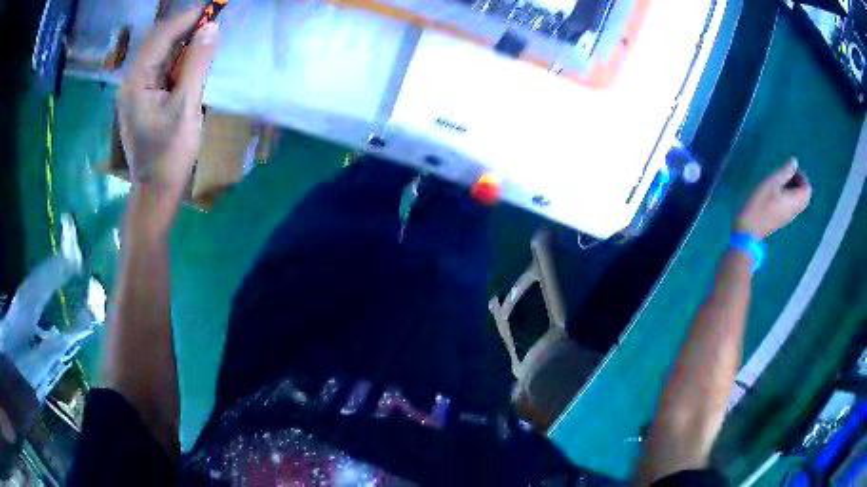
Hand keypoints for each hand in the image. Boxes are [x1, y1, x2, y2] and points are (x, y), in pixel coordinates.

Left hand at [118, 9, 219, 200]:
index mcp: (136, 82)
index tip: (213, 7)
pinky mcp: (141, 97)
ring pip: (158, 52)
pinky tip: (191, 58)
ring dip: (181, 40)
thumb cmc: (169, 154)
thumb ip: (196, 64)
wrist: (155, 190)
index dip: (187, 17)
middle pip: (157, 40)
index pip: (161, 35)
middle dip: (184, 25)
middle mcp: (131, 81)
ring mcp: (134, 89)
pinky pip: (158, 66)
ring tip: (205, 35)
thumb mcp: (186, 107)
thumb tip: (211, 27)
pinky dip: (176, 57)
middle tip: (211, 19)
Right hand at [735, 158, 812, 238]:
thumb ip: (785, 171)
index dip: (802, 176)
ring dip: (792, 188)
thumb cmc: (759, 204)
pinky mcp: (781, 219)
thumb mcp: (771, 182)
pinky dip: (787, 195)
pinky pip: (791, 205)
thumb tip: (794, 161)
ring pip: (797, 201)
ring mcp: (788, 217)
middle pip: (804, 196)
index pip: (807, 189)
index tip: (789, 169)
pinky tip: (774, 191)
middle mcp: (794, 210)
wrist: (747, 232)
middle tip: (785, 173)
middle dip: (798, 182)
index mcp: (794, 201)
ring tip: (778, 181)